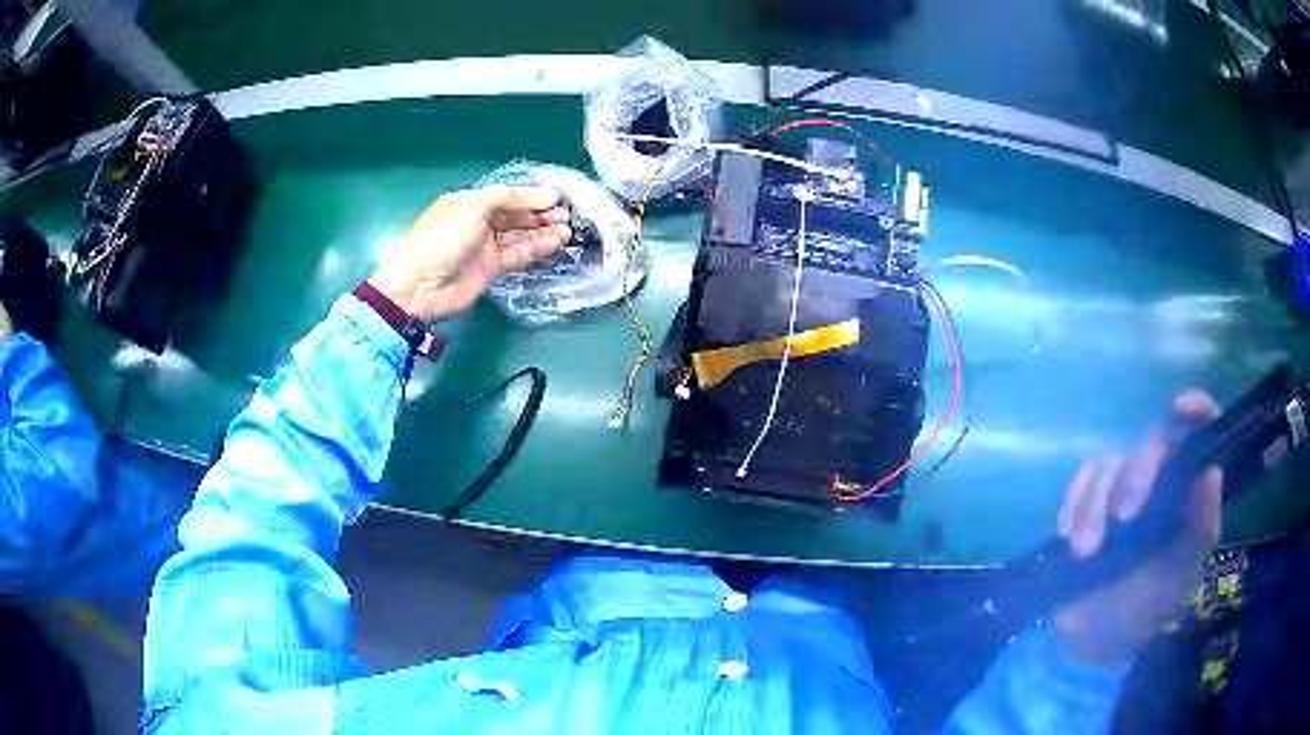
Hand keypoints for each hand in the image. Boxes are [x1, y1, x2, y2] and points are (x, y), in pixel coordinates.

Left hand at [367, 185, 570, 321]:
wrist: (421, 285)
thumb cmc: (442, 237)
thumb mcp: (473, 206)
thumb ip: (508, 198)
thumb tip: (542, 196)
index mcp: (470, 202)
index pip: (508, 196)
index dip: (532, 197)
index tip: (558, 199)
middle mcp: (479, 222)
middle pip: (516, 215)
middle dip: (541, 214)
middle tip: (566, 217)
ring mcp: (485, 247)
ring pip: (520, 236)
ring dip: (543, 232)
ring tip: (567, 231)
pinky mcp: (491, 269)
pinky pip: (518, 255)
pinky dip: (536, 249)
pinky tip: (554, 244)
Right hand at [1052, 391, 1223, 666]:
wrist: (1093, 639)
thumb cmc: (1145, 608)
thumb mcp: (1179, 576)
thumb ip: (1201, 529)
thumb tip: (1211, 472)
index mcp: (1187, 493)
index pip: (1199, 434)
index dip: (1194, 410)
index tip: (1178, 410)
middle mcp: (1159, 480)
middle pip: (1152, 441)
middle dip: (1137, 476)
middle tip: (1122, 522)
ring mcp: (1122, 488)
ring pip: (1111, 462)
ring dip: (1096, 505)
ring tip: (1085, 552)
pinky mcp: (1089, 500)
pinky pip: (1081, 479)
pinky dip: (1074, 502)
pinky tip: (1068, 535)